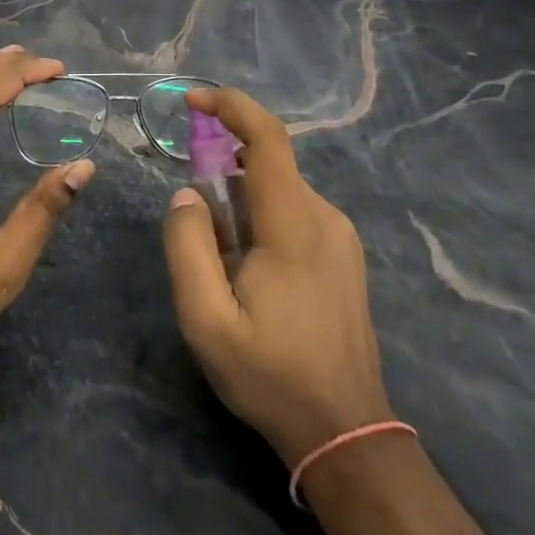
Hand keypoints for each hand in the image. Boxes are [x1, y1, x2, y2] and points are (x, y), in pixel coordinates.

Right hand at [162, 87, 392, 465]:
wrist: (346, 433)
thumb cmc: (272, 377)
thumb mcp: (207, 322)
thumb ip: (188, 247)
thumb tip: (188, 194)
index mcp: (294, 227)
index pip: (269, 139)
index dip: (232, 106)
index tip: (192, 100)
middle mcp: (324, 218)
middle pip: (268, 164)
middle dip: (223, 167)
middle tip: (192, 215)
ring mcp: (340, 236)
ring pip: (279, 189)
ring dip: (240, 199)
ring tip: (220, 258)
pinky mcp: (343, 253)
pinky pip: (293, 210)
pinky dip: (261, 216)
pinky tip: (248, 267)